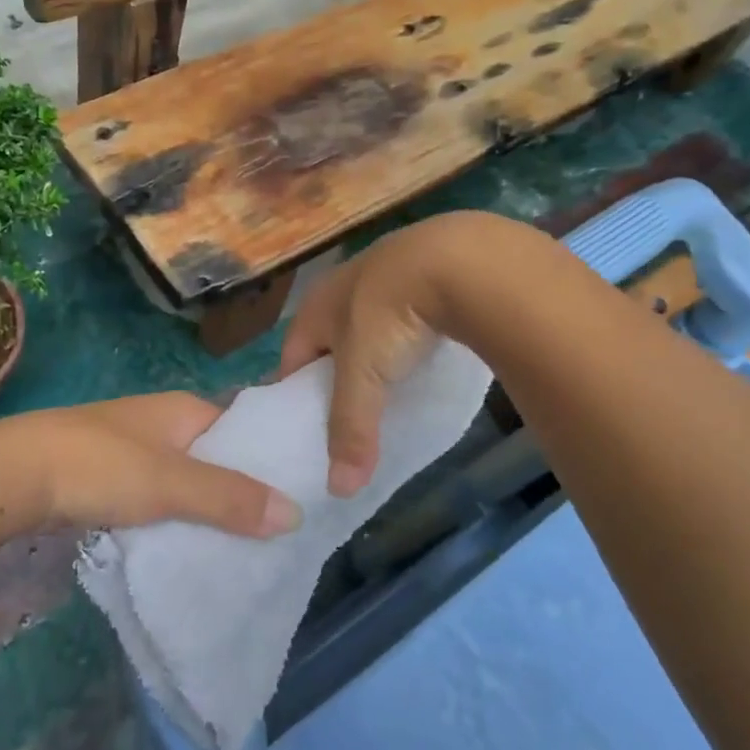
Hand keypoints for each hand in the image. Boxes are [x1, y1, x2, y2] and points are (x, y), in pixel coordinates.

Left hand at [0, 393, 300, 539]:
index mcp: (182, 410)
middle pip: (213, 455)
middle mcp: (160, 422)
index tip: (299, 491)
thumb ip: (230, 498)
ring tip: (240, 545)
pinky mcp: (106, 476)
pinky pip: (154, 497)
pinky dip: (172, 517)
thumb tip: (295, 513)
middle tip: (276, 530)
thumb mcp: (171, 483)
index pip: (242, 426)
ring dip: (204, 507)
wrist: (12, 474)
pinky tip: (184, 544)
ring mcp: (130, 448)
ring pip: (183, 479)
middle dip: (239, 489)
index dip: (268, 455)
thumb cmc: (99, 466)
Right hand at [278, 212, 513, 495]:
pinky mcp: (425, 271)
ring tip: (389, 388)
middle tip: (350, 414)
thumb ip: (351, 429)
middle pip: (329, 341)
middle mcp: (342, 286)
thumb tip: (338, 491)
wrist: (458, 259)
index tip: (306, 428)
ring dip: (374, 354)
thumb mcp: (365, 376)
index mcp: (315, 307)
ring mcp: (385, 274)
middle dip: (336, 375)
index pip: (291, 357)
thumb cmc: (391, 315)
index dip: (295, 393)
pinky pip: (405, 314)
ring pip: (369, 325)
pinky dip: (408, 336)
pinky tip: (425, 354)